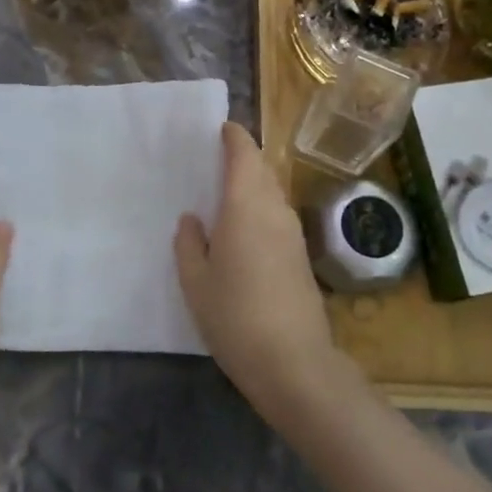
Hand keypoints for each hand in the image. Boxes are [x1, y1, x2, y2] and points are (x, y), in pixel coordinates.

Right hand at [175, 123, 339, 418]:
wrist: (294, 362)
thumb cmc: (234, 317)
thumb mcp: (196, 282)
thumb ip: (189, 244)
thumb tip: (193, 219)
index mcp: (245, 207)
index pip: (245, 156)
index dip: (235, 137)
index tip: (221, 128)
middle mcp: (274, 211)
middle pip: (262, 170)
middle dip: (242, 158)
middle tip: (214, 160)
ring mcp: (293, 234)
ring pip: (272, 193)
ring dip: (252, 184)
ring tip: (224, 193)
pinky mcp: (301, 256)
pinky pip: (277, 216)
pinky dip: (260, 207)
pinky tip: (243, 229)